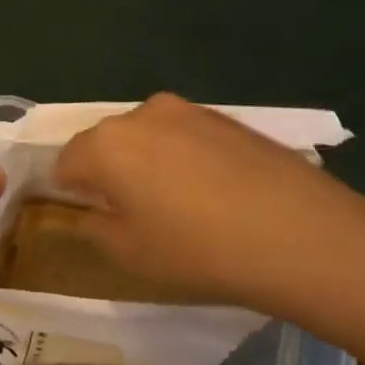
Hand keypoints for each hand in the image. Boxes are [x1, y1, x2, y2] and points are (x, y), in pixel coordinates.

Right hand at [52, 93, 364, 322]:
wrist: (299, 233)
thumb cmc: (198, 250)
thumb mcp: (130, 254)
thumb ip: (95, 227)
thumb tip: (91, 210)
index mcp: (106, 144)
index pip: (66, 160)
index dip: (69, 190)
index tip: (90, 216)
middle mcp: (140, 113)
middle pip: (106, 142)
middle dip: (108, 172)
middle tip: (132, 214)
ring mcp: (187, 110)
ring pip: (147, 136)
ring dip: (147, 162)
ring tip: (179, 204)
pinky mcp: (225, 117)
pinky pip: (185, 135)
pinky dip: (184, 158)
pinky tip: (213, 193)